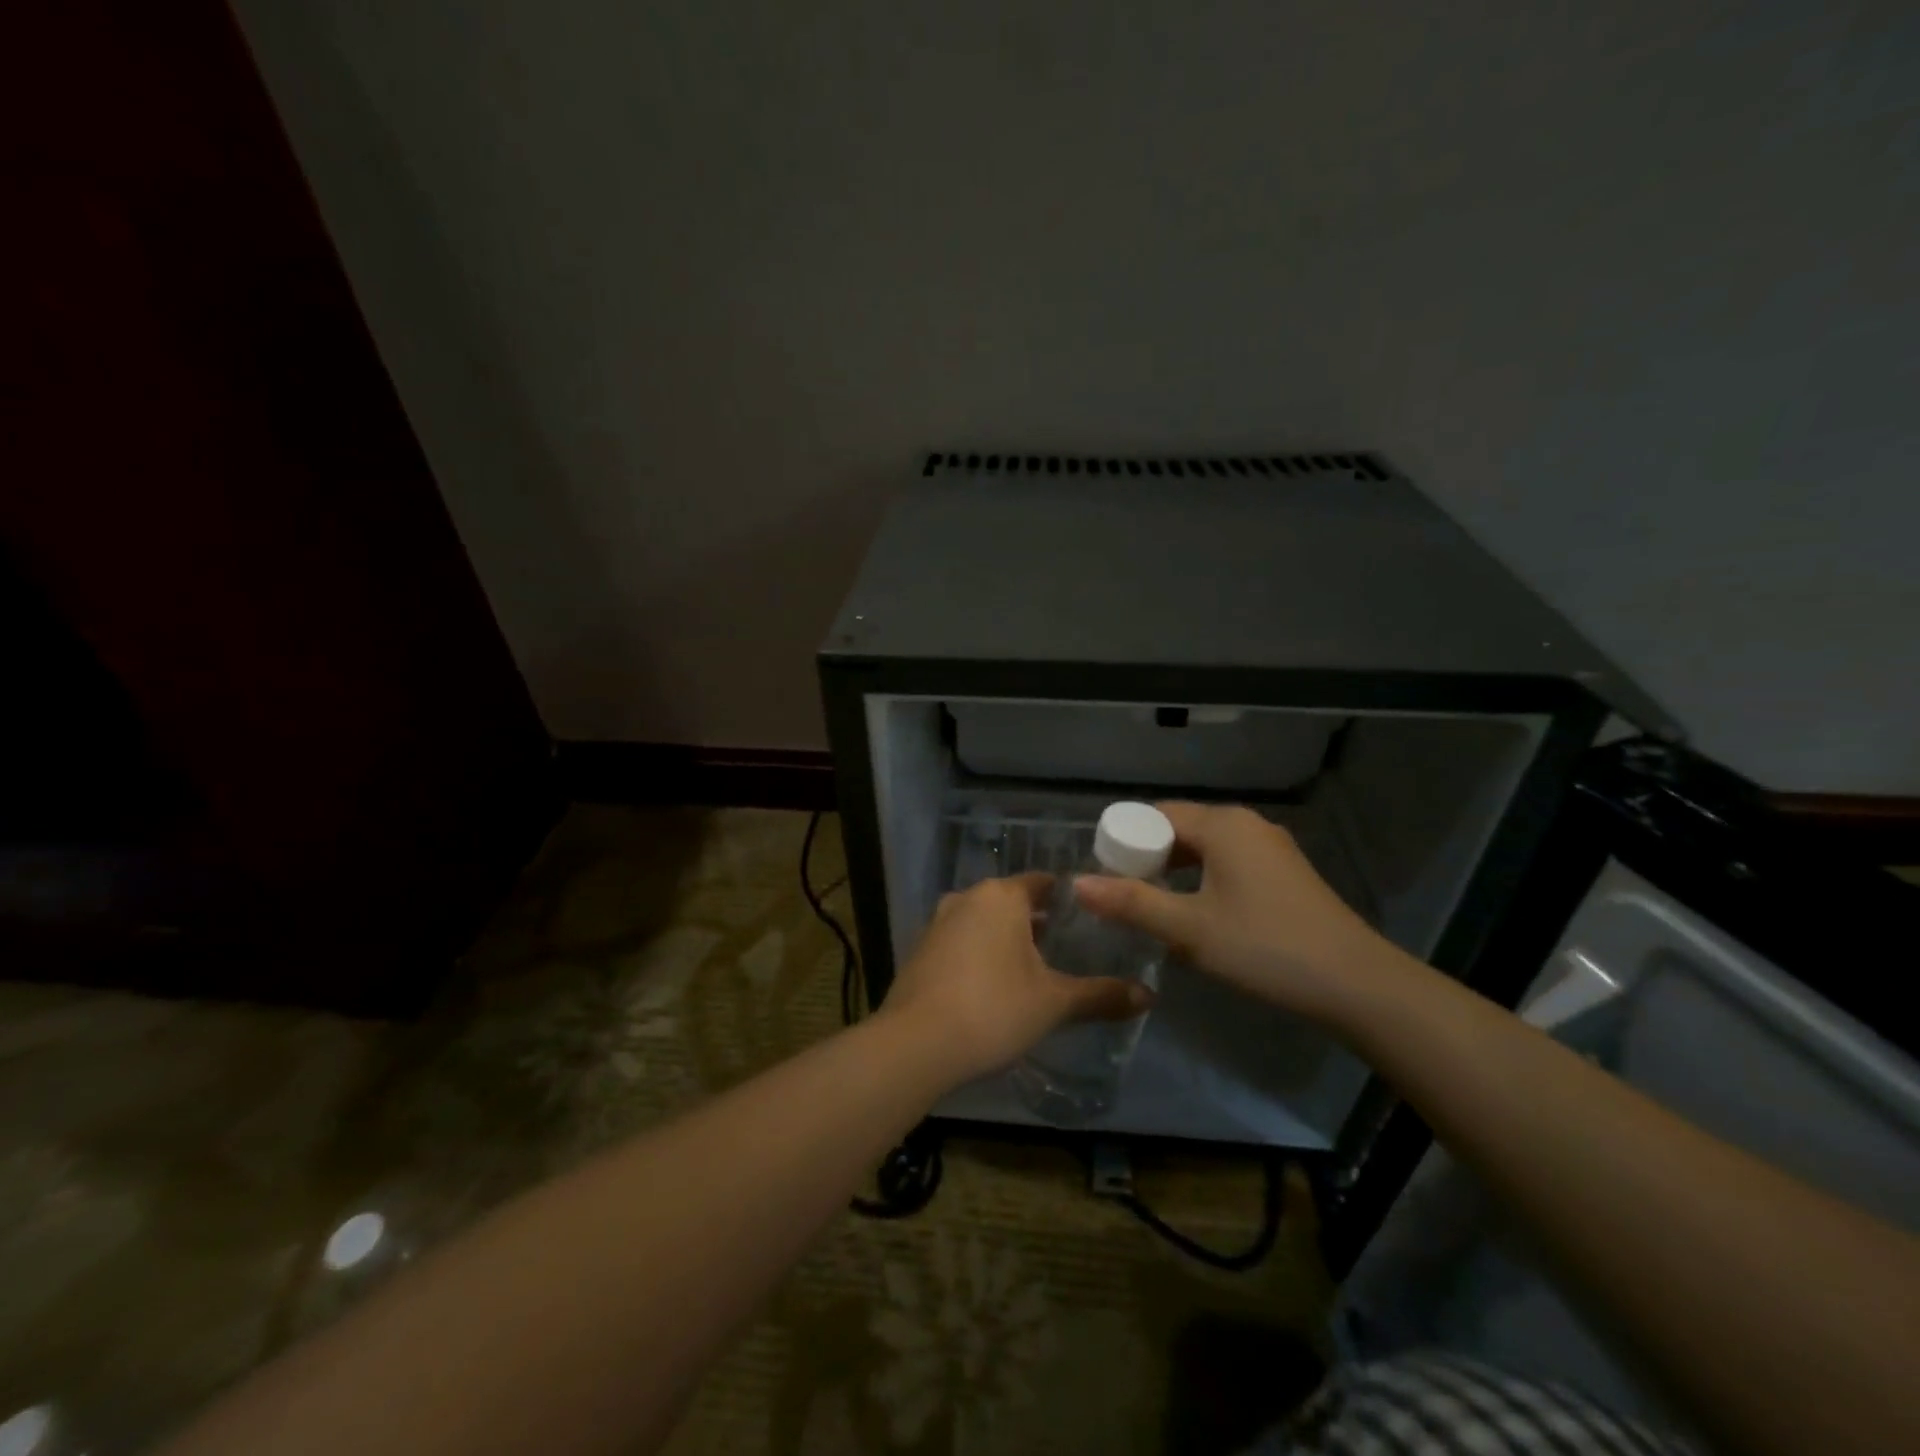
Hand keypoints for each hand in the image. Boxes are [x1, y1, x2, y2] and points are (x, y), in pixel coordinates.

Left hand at [880, 874, 1153, 1083]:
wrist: (915, 1045)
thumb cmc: (993, 1010)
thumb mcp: (1054, 1003)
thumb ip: (1101, 995)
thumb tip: (1149, 996)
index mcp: (1001, 896)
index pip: (1043, 883)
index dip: (1069, 900)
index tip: (1091, 920)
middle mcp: (967, 898)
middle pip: (1013, 901)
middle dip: (1039, 922)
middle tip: (1070, 948)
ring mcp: (938, 922)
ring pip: (984, 921)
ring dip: (1007, 939)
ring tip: (1036, 970)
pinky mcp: (920, 950)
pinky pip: (961, 941)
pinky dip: (980, 954)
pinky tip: (993, 986)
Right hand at [1074, 802, 1395, 1023]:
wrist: (1356, 984)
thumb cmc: (1265, 948)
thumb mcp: (1189, 929)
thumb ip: (1131, 903)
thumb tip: (1077, 883)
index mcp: (1223, 825)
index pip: (1155, 815)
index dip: (1125, 841)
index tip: (1104, 875)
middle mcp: (1247, 825)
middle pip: (1180, 828)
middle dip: (1148, 857)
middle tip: (1123, 896)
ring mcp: (1271, 848)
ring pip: (1206, 848)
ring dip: (1176, 871)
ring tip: (1153, 907)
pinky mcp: (1286, 873)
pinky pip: (1229, 863)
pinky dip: (1204, 879)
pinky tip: (1197, 914)